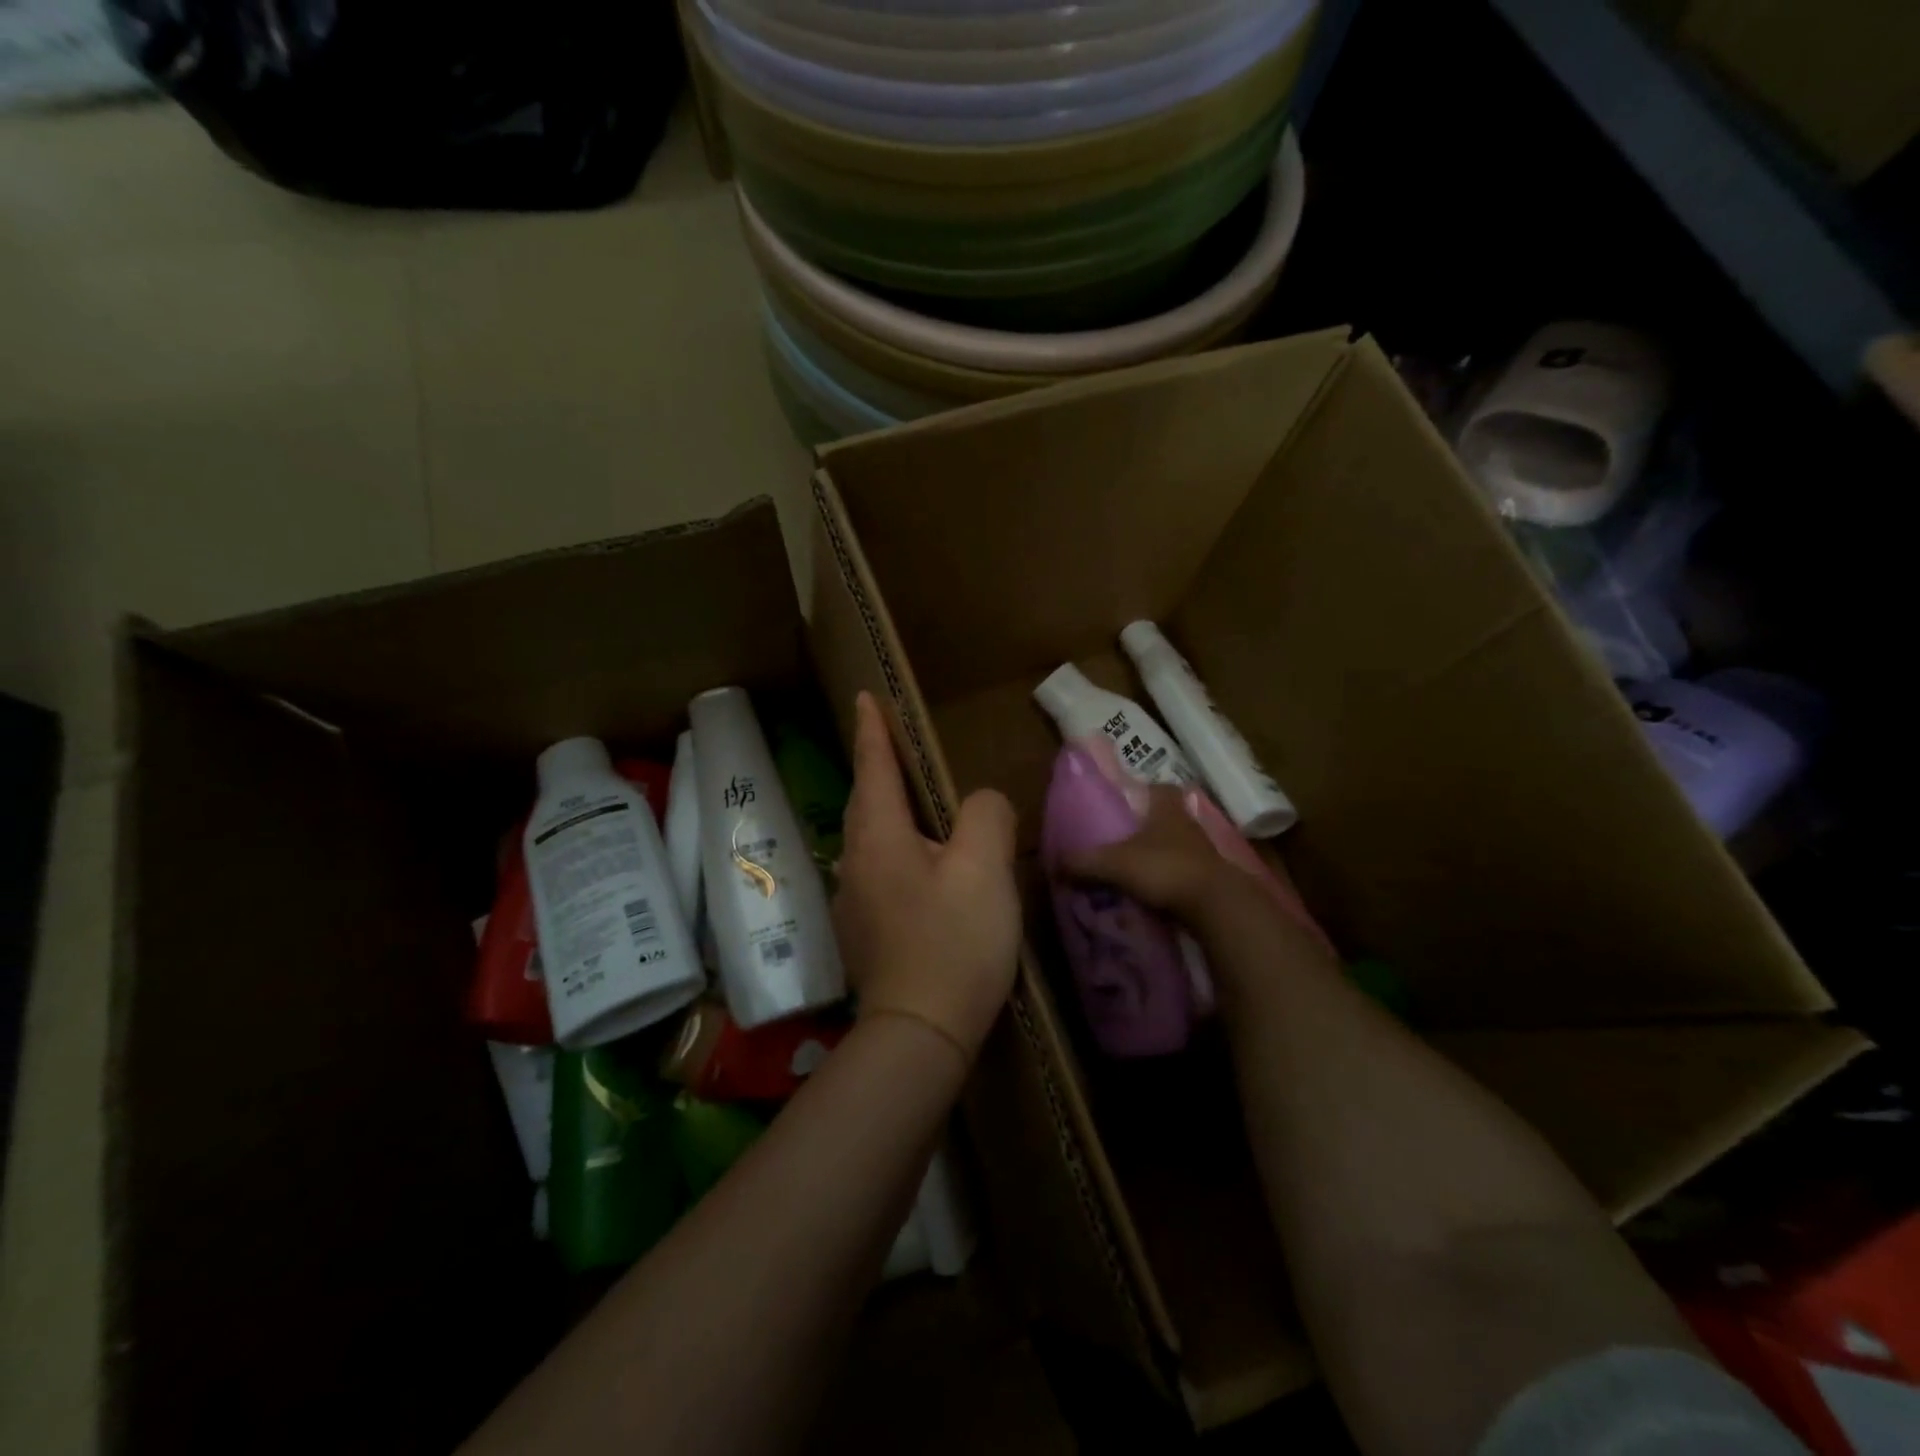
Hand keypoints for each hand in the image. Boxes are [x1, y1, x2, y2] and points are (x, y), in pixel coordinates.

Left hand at [833, 692, 1020, 1063]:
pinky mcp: (865, 934)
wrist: (919, 1033)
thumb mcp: (984, 868)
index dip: (872, 731)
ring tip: (916, 806)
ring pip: (870, 839)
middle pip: (865, 802)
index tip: (864, 698)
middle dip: (877, 769)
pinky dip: (897, 852)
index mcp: (879, 837)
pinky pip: (879, 871)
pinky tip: (922, 870)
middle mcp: (856, 863)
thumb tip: (981, 805)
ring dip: (888, 813)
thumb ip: (985, 816)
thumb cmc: (953, 942)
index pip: (872, 768)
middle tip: (894, 747)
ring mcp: (855, 902)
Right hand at [1064, 785, 1242, 921]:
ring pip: (1180, 847)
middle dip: (1151, 826)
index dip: (1149, 790)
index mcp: (1167, 811)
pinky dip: (1172, 881)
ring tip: (1137, 870)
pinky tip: (1155, 893)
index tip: (1132, 799)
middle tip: (1126, 839)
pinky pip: (1187, 874)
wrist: (1214, 905)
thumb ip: (1084, 863)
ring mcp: (1204, 854)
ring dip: (1162, 855)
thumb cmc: (1163, 869)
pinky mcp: (1212, 881)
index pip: (1163, 789)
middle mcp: (1189, 826)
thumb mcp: (1114, 864)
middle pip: (1170, 818)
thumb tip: (1055, 864)